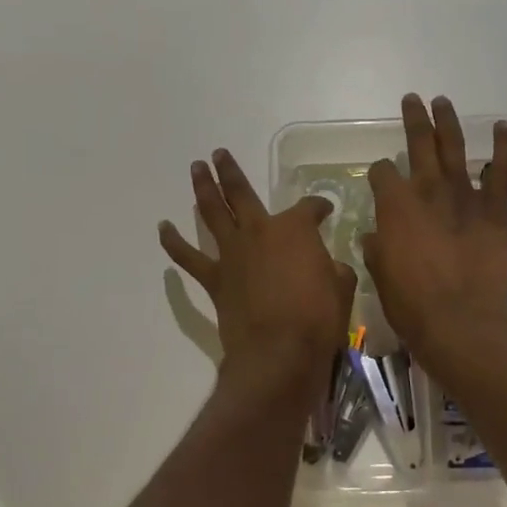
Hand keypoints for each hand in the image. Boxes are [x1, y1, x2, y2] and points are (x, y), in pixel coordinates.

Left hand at [160, 149, 355, 396]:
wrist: (279, 353)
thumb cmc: (318, 318)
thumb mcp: (342, 287)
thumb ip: (333, 269)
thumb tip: (329, 266)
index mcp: (295, 229)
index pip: (310, 207)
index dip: (319, 207)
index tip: (325, 211)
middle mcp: (259, 231)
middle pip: (241, 193)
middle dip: (230, 171)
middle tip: (218, 154)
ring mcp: (233, 253)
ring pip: (211, 212)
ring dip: (203, 188)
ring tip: (196, 168)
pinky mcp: (214, 279)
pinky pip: (188, 256)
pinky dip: (174, 241)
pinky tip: (164, 227)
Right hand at [363, 95, 506, 377]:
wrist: (459, 323)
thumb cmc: (411, 304)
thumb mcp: (380, 274)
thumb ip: (377, 248)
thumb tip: (375, 237)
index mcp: (394, 205)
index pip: (382, 172)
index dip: (380, 173)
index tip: (381, 179)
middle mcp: (427, 190)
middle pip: (418, 143)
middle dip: (413, 120)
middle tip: (412, 100)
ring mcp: (462, 196)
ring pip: (454, 147)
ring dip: (448, 122)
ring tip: (443, 102)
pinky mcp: (493, 210)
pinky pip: (501, 171)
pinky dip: (504, 146)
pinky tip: (503, 127)